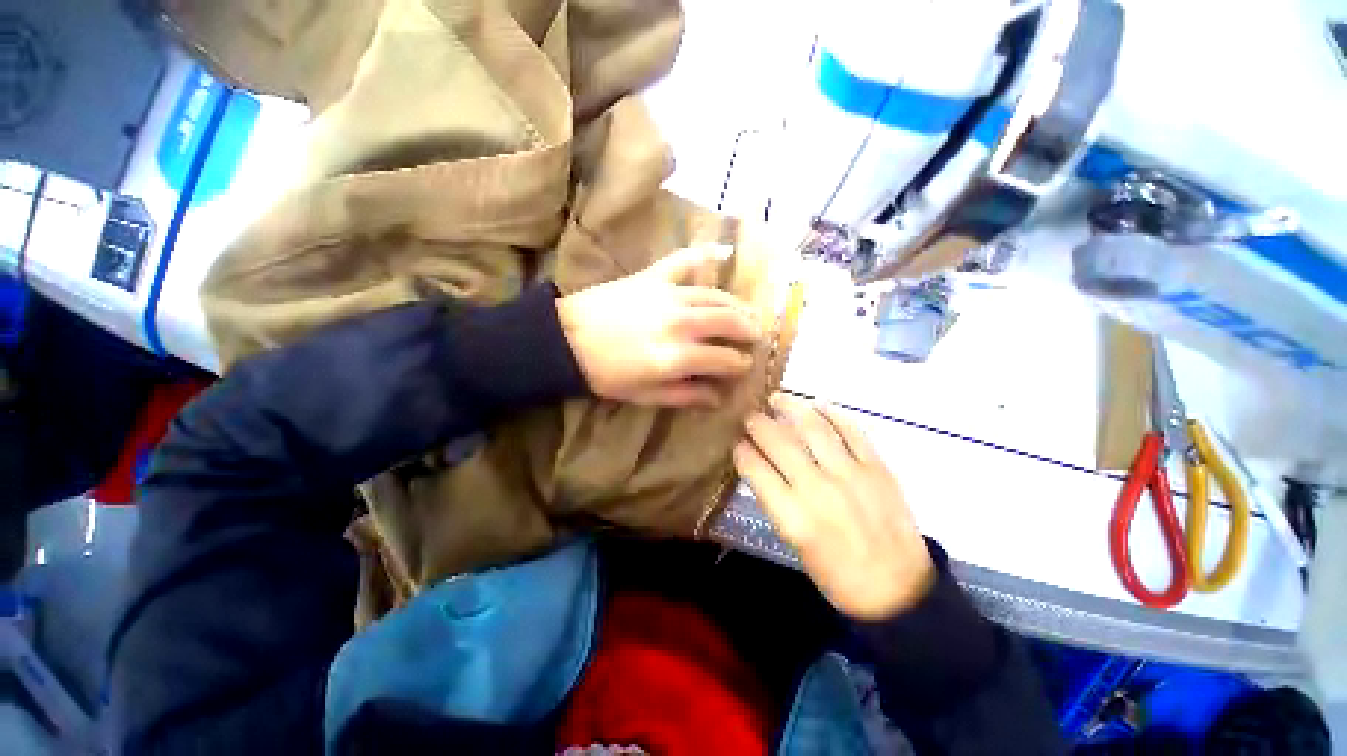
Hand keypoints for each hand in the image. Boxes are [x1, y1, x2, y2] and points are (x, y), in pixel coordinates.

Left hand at [557, 245, 762, 407]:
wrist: (565, 340)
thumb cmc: (605, 375)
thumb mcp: (645, 395)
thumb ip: (685, 395)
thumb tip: (718, 398)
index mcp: (675, 357)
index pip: (723, 359)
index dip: (739, 364)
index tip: (745, 366)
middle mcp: (679, 323)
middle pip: (728, 321)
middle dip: (749, 329)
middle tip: (756, 335)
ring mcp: (667, 295)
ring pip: (715, 296)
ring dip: (737, 304)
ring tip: (747, 311)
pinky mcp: (652, 277)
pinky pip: (684, 260)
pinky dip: (704, 255)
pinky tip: (723, 252)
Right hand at [733, 393, 935, 619]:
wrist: (897, 590)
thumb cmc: (836, 574)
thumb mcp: (794, 543)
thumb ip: (775, 500)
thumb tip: (760, 465)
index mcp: (792, 516)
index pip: (755, 468)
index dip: (741, 450)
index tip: (736, 442)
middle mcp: (817, 489)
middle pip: (778, 443)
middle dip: (758, 424)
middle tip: (750, 415)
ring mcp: (850, 474)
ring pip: (813, 427)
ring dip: (791, 407)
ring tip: (778, 398)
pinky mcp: (877, 468)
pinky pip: (852, 431)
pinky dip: (833, 414)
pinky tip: (819, 405)